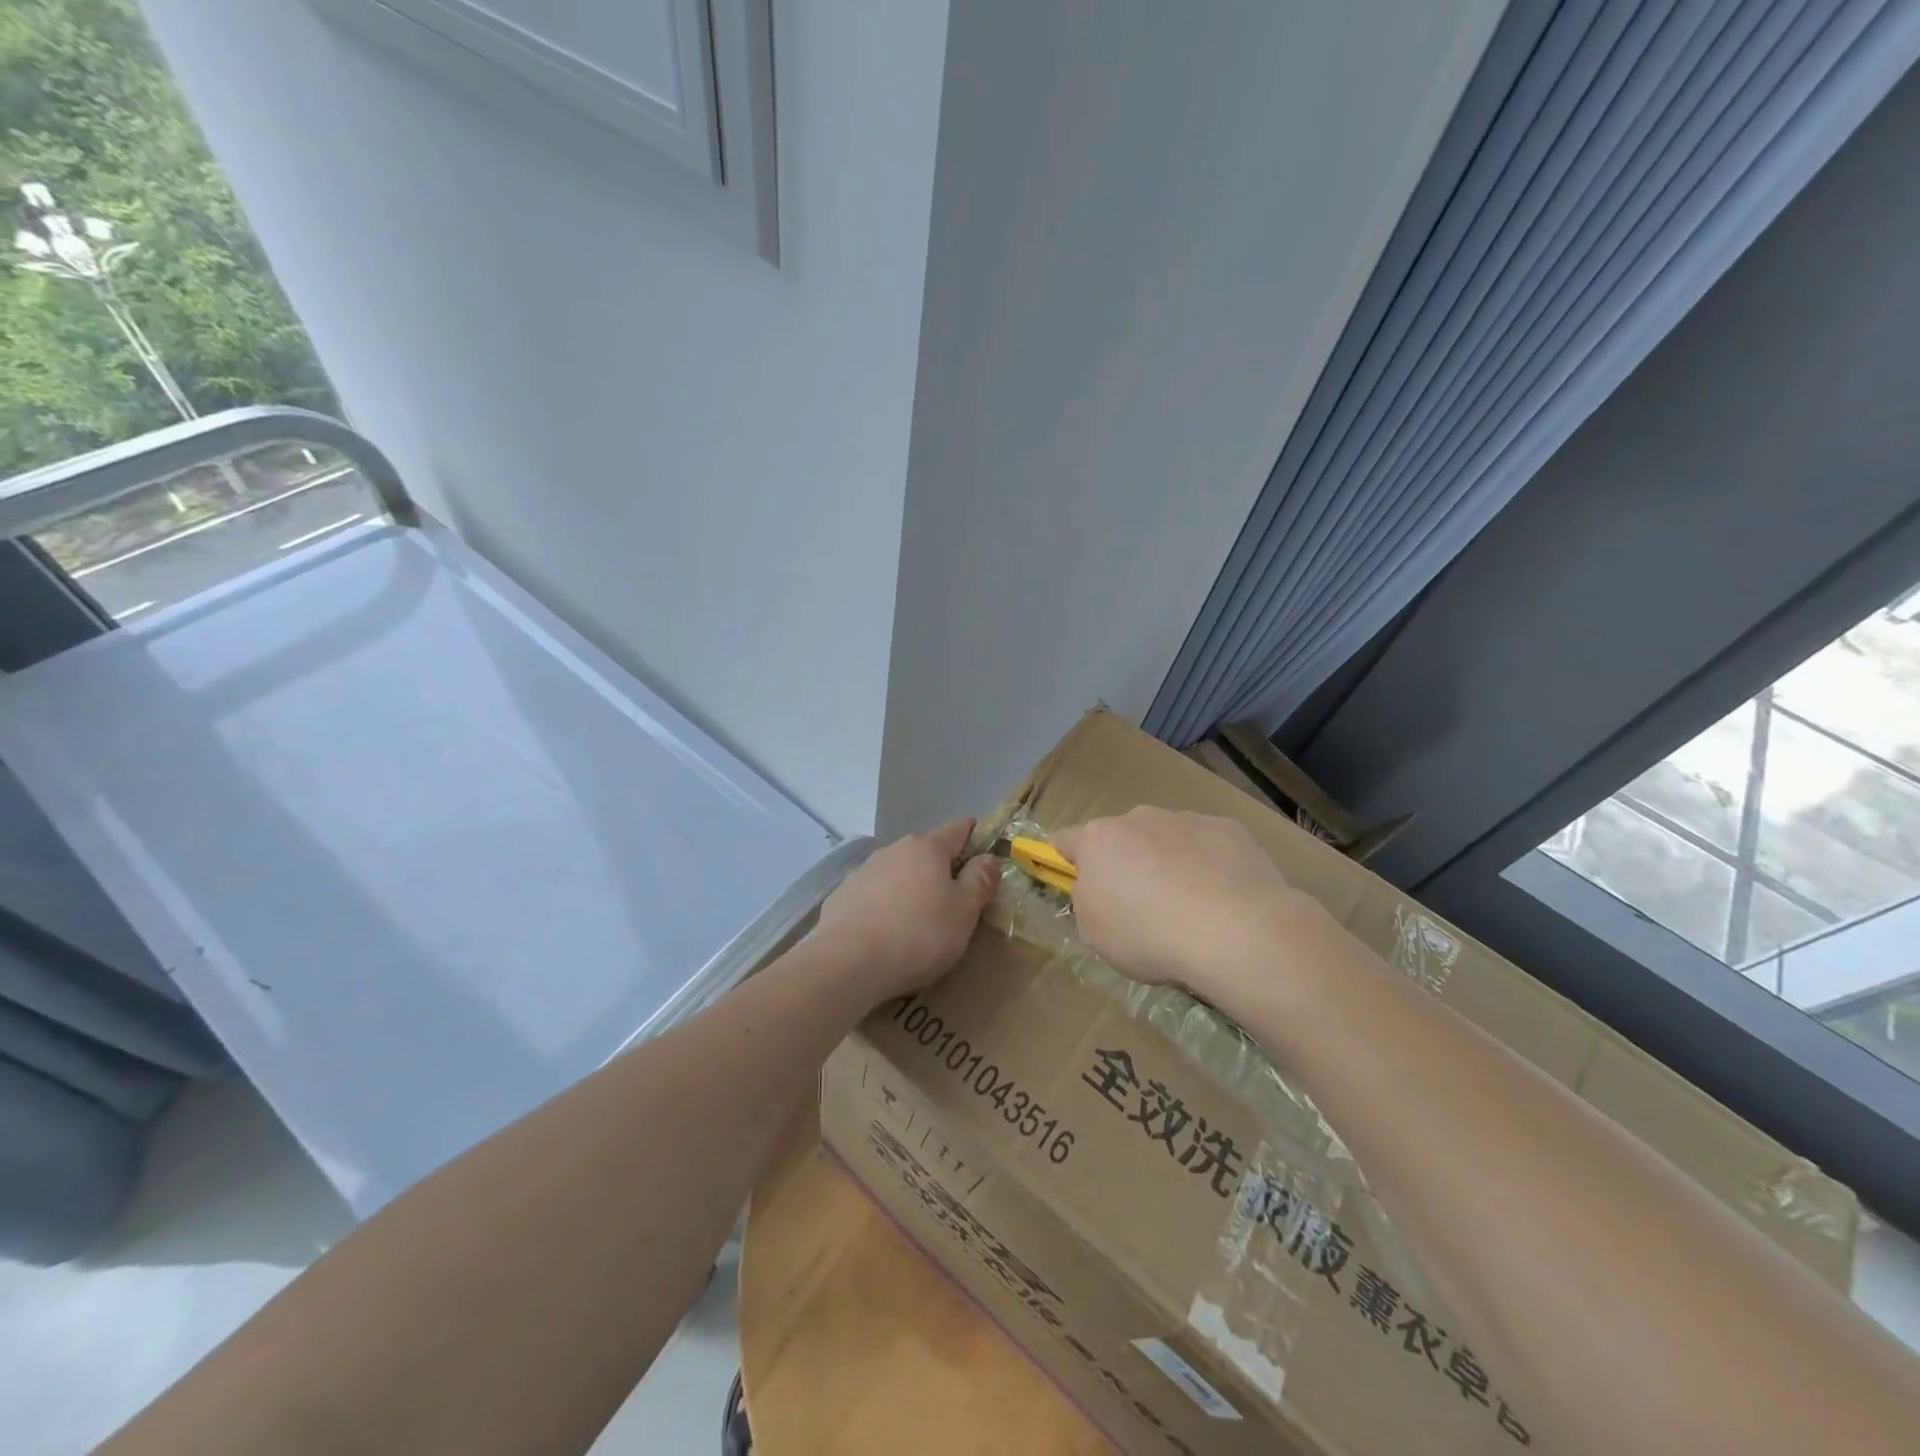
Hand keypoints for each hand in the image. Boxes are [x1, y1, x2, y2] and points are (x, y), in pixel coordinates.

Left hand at [815, 818, 1000, 1003]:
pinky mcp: (842, 896)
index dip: (977, 839)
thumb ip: (980, 880)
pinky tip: (887, 935)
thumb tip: (988, 857)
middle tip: (956, 905)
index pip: (960, 828)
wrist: (847, 963)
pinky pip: (875, 896)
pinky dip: (886, 908)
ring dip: (913, 890)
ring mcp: (864, 871)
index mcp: (927, 847)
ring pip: (899, 874)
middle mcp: (894, 849)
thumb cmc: (918, 934)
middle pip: (928, 852)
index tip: (986, 860)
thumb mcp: (964, 911)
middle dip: (943, 871)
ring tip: (919, 925)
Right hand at [1053, 808, 1303, 1000]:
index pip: (1065, 840)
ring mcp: (1186, 819)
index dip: (1067, 861)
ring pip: (1167, 838)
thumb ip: (1088, 902)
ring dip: (1169, 862)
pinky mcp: (1229, 829)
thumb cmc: (1149, 935)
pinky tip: (1224, 899)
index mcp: (1098, 840)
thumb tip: (1098, 889)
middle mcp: (1138, 818)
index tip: (1079, 884)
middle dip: (1127, 863)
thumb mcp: (1095, 933)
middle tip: (1142, 906)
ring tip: (1191, 908)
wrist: (1234, 930)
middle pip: (1121, 837)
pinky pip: (1208, 845)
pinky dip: (1209, 864)